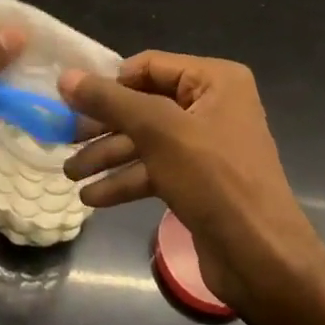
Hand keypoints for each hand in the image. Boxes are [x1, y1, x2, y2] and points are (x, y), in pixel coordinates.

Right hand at [59, 51, 324, 315]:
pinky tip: (92, 197)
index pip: (148, 66)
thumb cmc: (213, 179)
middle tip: (62, 138)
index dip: (109, 82)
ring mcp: (206, 145)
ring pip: (146, 141)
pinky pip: (155, 170)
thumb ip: (110, 100)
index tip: (72, 101)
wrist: (261, 257)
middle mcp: (212, 105)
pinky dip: (125, 180)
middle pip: (144, 105)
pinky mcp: (198, 181)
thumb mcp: (158, 131)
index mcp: (214, 80)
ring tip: (69, 174)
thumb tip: (66, 76)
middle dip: (103, 125)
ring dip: (107, 156)